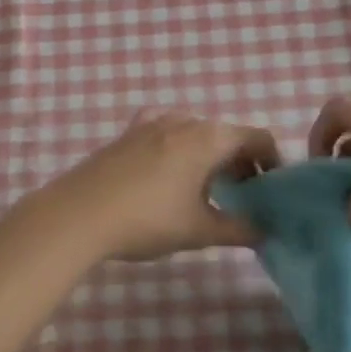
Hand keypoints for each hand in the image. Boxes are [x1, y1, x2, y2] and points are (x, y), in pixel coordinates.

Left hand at [20, 112, 280, 260]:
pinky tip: (169, 170)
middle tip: (243, 196)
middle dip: (241, 161)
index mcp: (208, 138)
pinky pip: (165, 130)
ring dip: (210, 154)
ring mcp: (151, 123)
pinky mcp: (127, 133)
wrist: (78, 213)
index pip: (256, 137)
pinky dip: (179, 146)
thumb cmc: (147, 219)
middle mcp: (184, 121)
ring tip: (206, 188)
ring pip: (195, 131)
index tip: (272, 189)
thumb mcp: (198, 230)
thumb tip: (265, 230)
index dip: (272, 161)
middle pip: (226, 133)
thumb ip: (238, 228)